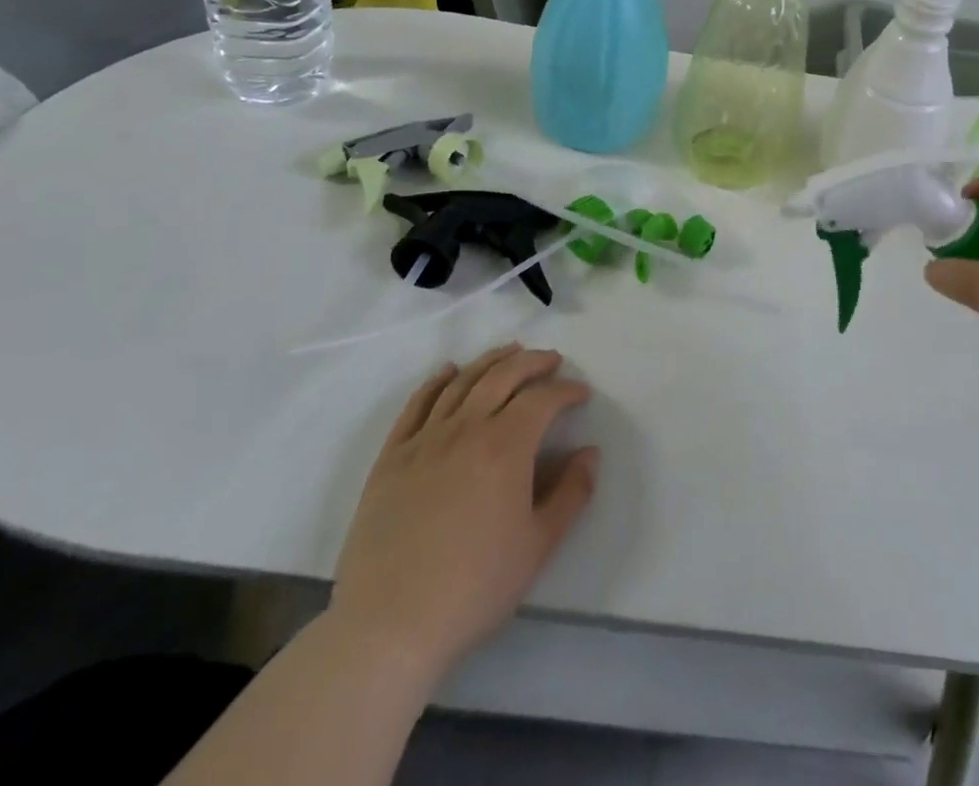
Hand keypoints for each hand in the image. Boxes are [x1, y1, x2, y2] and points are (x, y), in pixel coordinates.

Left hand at [327, 344, 597, 687]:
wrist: (388, 627)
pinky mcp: (391, 457)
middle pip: (503, 376)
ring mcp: (425, 440)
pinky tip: (448, 372)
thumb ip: (571, 493)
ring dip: (491, 361)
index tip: (581, 394)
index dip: (566, 390)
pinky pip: (417, 404)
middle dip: (533, 362)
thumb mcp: (539, 546)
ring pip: (462, 382)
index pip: (543, 399)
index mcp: (506, 446)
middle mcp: (467, 428)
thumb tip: (590, 452)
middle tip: (552, 360)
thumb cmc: (474, 587)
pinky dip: (436, 381)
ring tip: (510, 352)